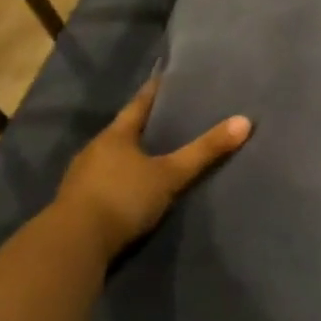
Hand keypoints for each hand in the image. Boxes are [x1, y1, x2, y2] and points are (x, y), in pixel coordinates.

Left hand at [57, 78, 251, 257]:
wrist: (75, 243)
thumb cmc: (123, 198)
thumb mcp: (170, 175)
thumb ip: (204, 152)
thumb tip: (245, 121)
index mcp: (115, 135)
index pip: (139, 105)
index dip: (154, 92)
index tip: (166, 78)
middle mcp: (95, 149)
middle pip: (124, 131)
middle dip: (145, 126)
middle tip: (170, 119)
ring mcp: (83, 177)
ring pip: (113, 158)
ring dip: (132, 156)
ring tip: (156, 155)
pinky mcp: (79, 202)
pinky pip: (106, 182)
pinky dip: (122, 180)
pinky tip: (135, 188)